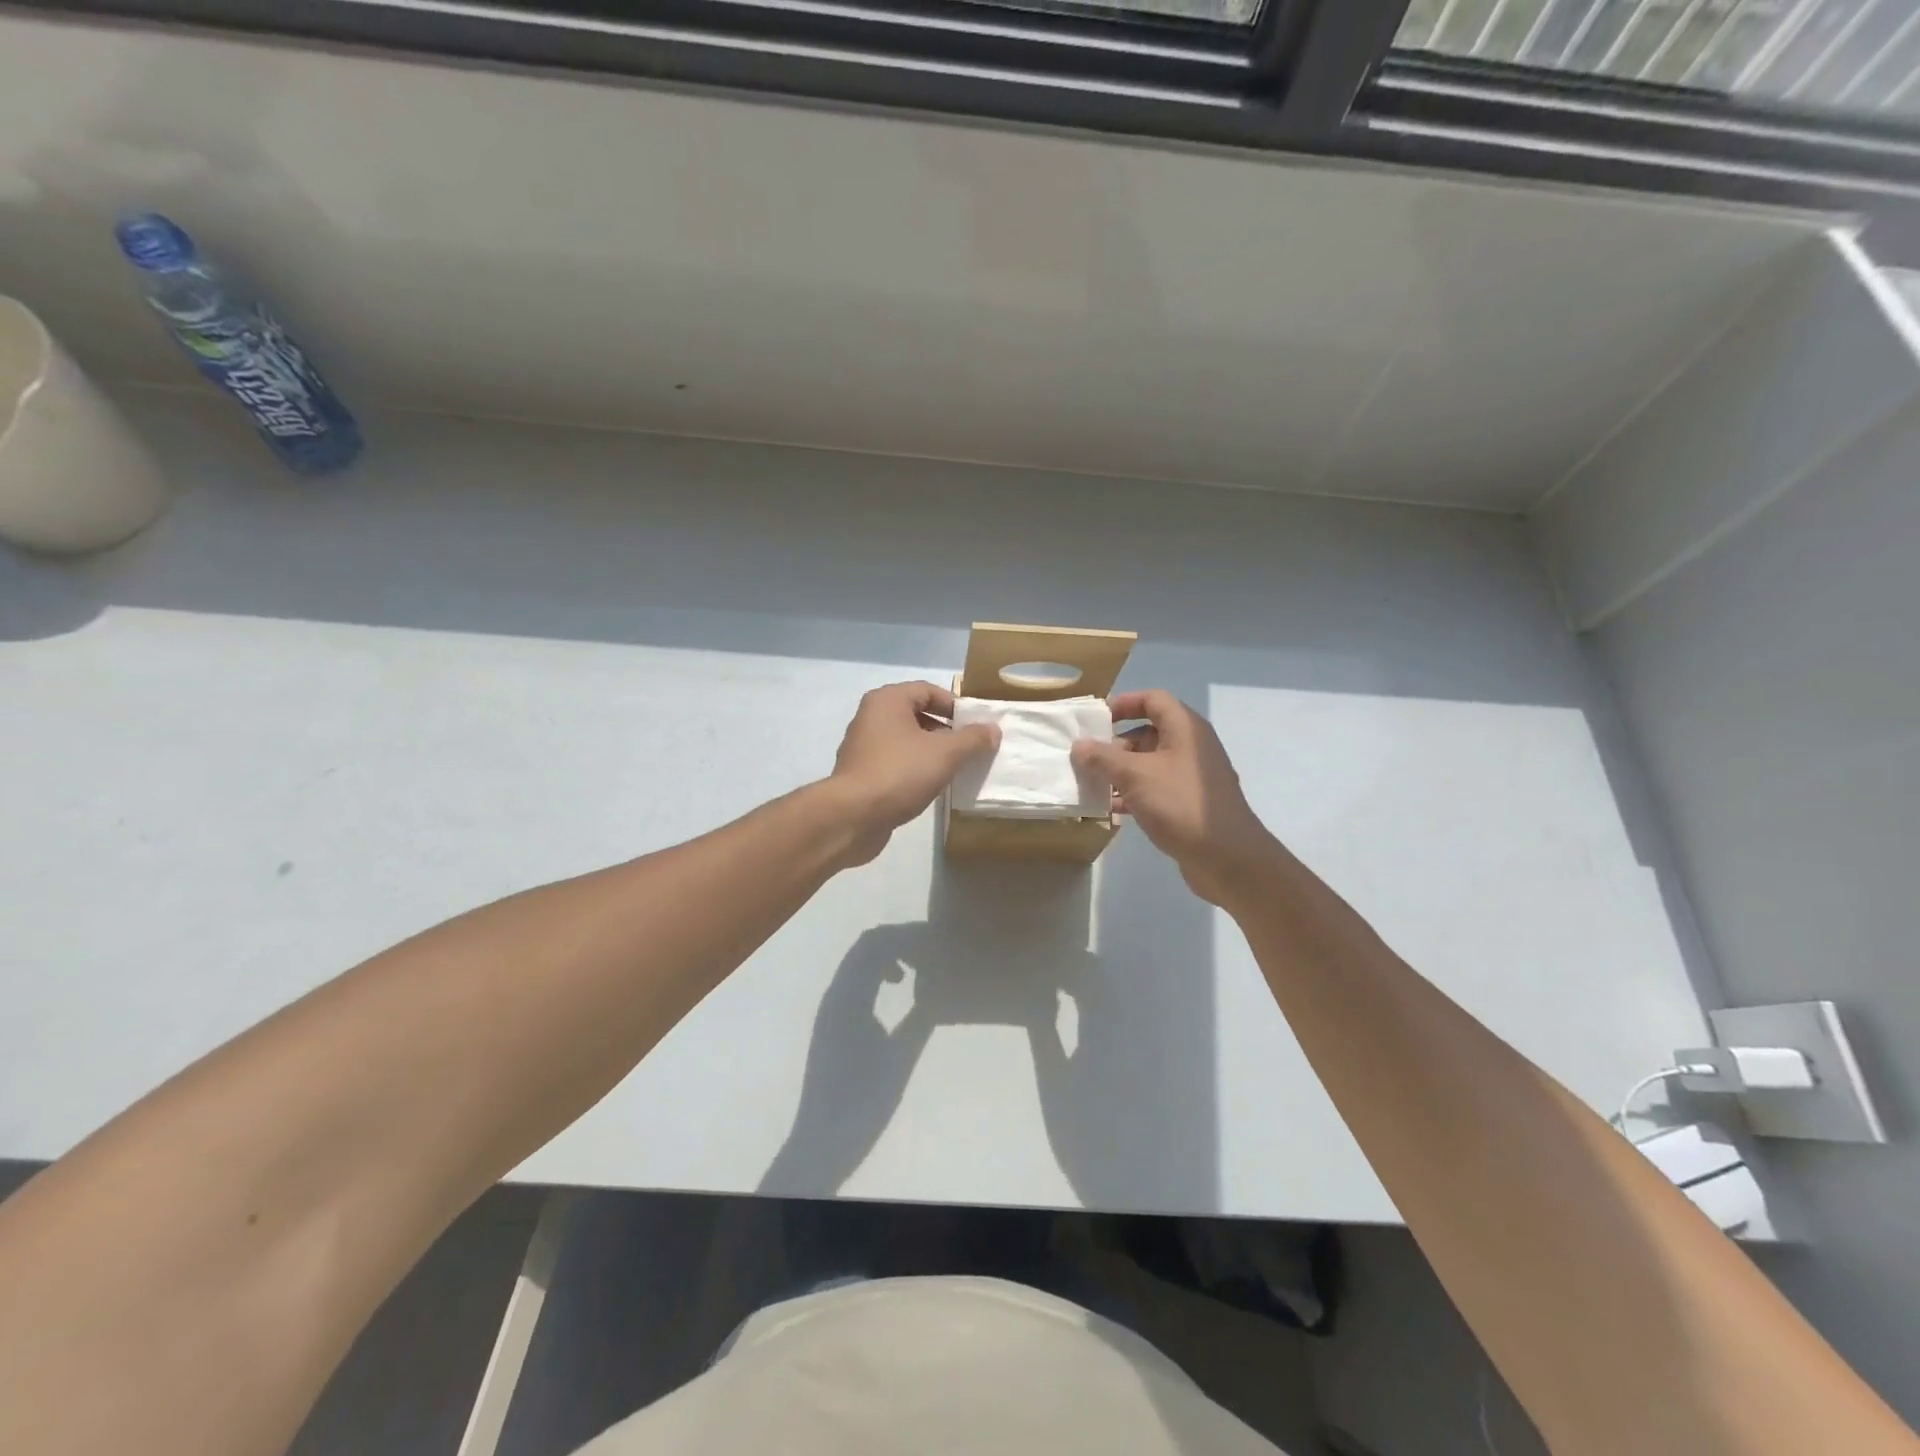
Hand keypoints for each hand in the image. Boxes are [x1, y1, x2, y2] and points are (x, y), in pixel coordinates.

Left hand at [826, 682, 997, 864]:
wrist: (854, 816)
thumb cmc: (900, 772)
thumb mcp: (945, 753)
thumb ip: (972, 739)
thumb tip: (993, 729)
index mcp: (887, 701)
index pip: (927, 690)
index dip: (955, 705)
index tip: (976, 725)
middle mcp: (871, 717)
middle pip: (916, 714)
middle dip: (945, 730)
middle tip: (970, 747)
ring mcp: (863, 746)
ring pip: (906, 741)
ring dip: (931, 751)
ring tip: (955, 768)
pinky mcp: (861, 773)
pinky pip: (895, 762)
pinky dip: (914, 768)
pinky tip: (931, 786)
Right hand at [1071, 690, 1281, 905]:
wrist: (1228, 857)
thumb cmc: (1180, 804)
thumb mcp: (1135, 776)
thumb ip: (1103, 758)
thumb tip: (1079, 745)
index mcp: (1185, 728)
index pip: (1153, 699)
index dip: (1124, 703)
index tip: (1096, 720)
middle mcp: (1192, 747)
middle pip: (1149, 732)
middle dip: (1116, 744)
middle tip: (1088, 760)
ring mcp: (1193, 777)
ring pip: (1150, 763)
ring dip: (1121, 771)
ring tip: (1093, 785)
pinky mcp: (1190, 803)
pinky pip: (1157, 788)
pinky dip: (1135, 793)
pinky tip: (1112, 809)